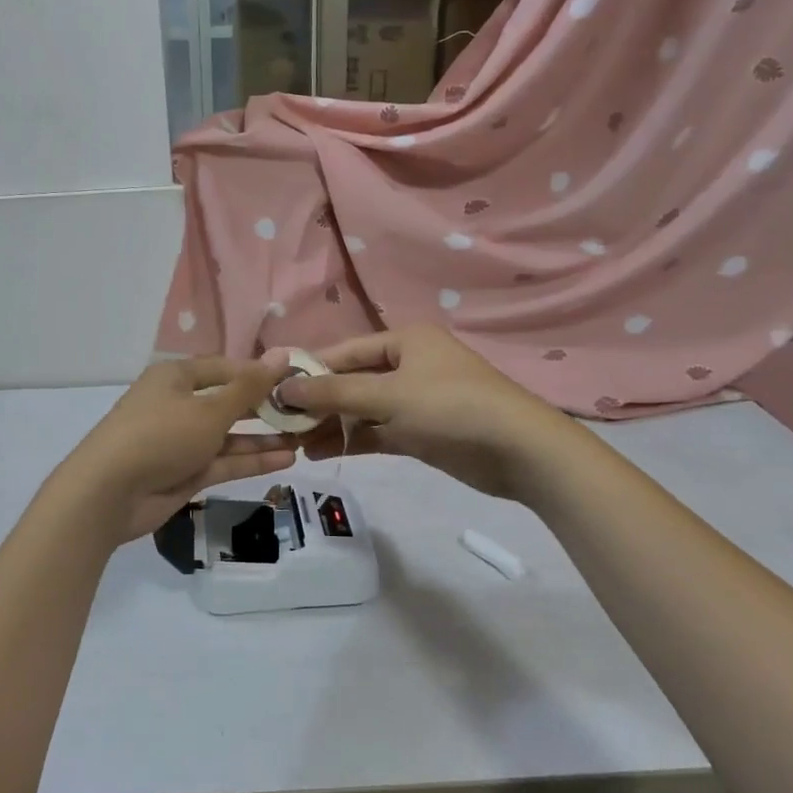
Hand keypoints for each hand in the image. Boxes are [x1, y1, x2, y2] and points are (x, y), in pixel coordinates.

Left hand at [56, 355, 297, 542]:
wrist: (109, 492)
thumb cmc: (160, 435)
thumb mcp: (209, 409)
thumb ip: (249, 387)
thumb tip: (282, 355)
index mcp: (176, 377)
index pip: (225, 368)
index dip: (259, 373)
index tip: (296, 379)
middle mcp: (179, 404)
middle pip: (228, 401)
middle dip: (265, 408)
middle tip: (306, 412)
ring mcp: (182, 441)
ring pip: (229, 435)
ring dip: (263, 438)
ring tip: (304, 438)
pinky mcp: (185, 473)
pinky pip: (224, 461)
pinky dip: (251, 460)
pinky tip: (287, 460)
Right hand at [280, 325, 560, 500]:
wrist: (519, 451)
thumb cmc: (450, 408)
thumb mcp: (388, 396)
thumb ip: (333, 392)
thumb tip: (283, 388)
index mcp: (404, 340)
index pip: (344, 351)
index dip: (309, 370)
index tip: (273, 390)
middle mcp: (408, 364)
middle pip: (351, 380)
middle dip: (318, 402)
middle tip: (280, 423)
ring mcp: (416, 399)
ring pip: (362, 408)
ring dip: (332, 424)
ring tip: (294, 444)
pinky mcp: (422, 431)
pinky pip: (377, 430)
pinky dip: (353, 440)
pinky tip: (321, 452)